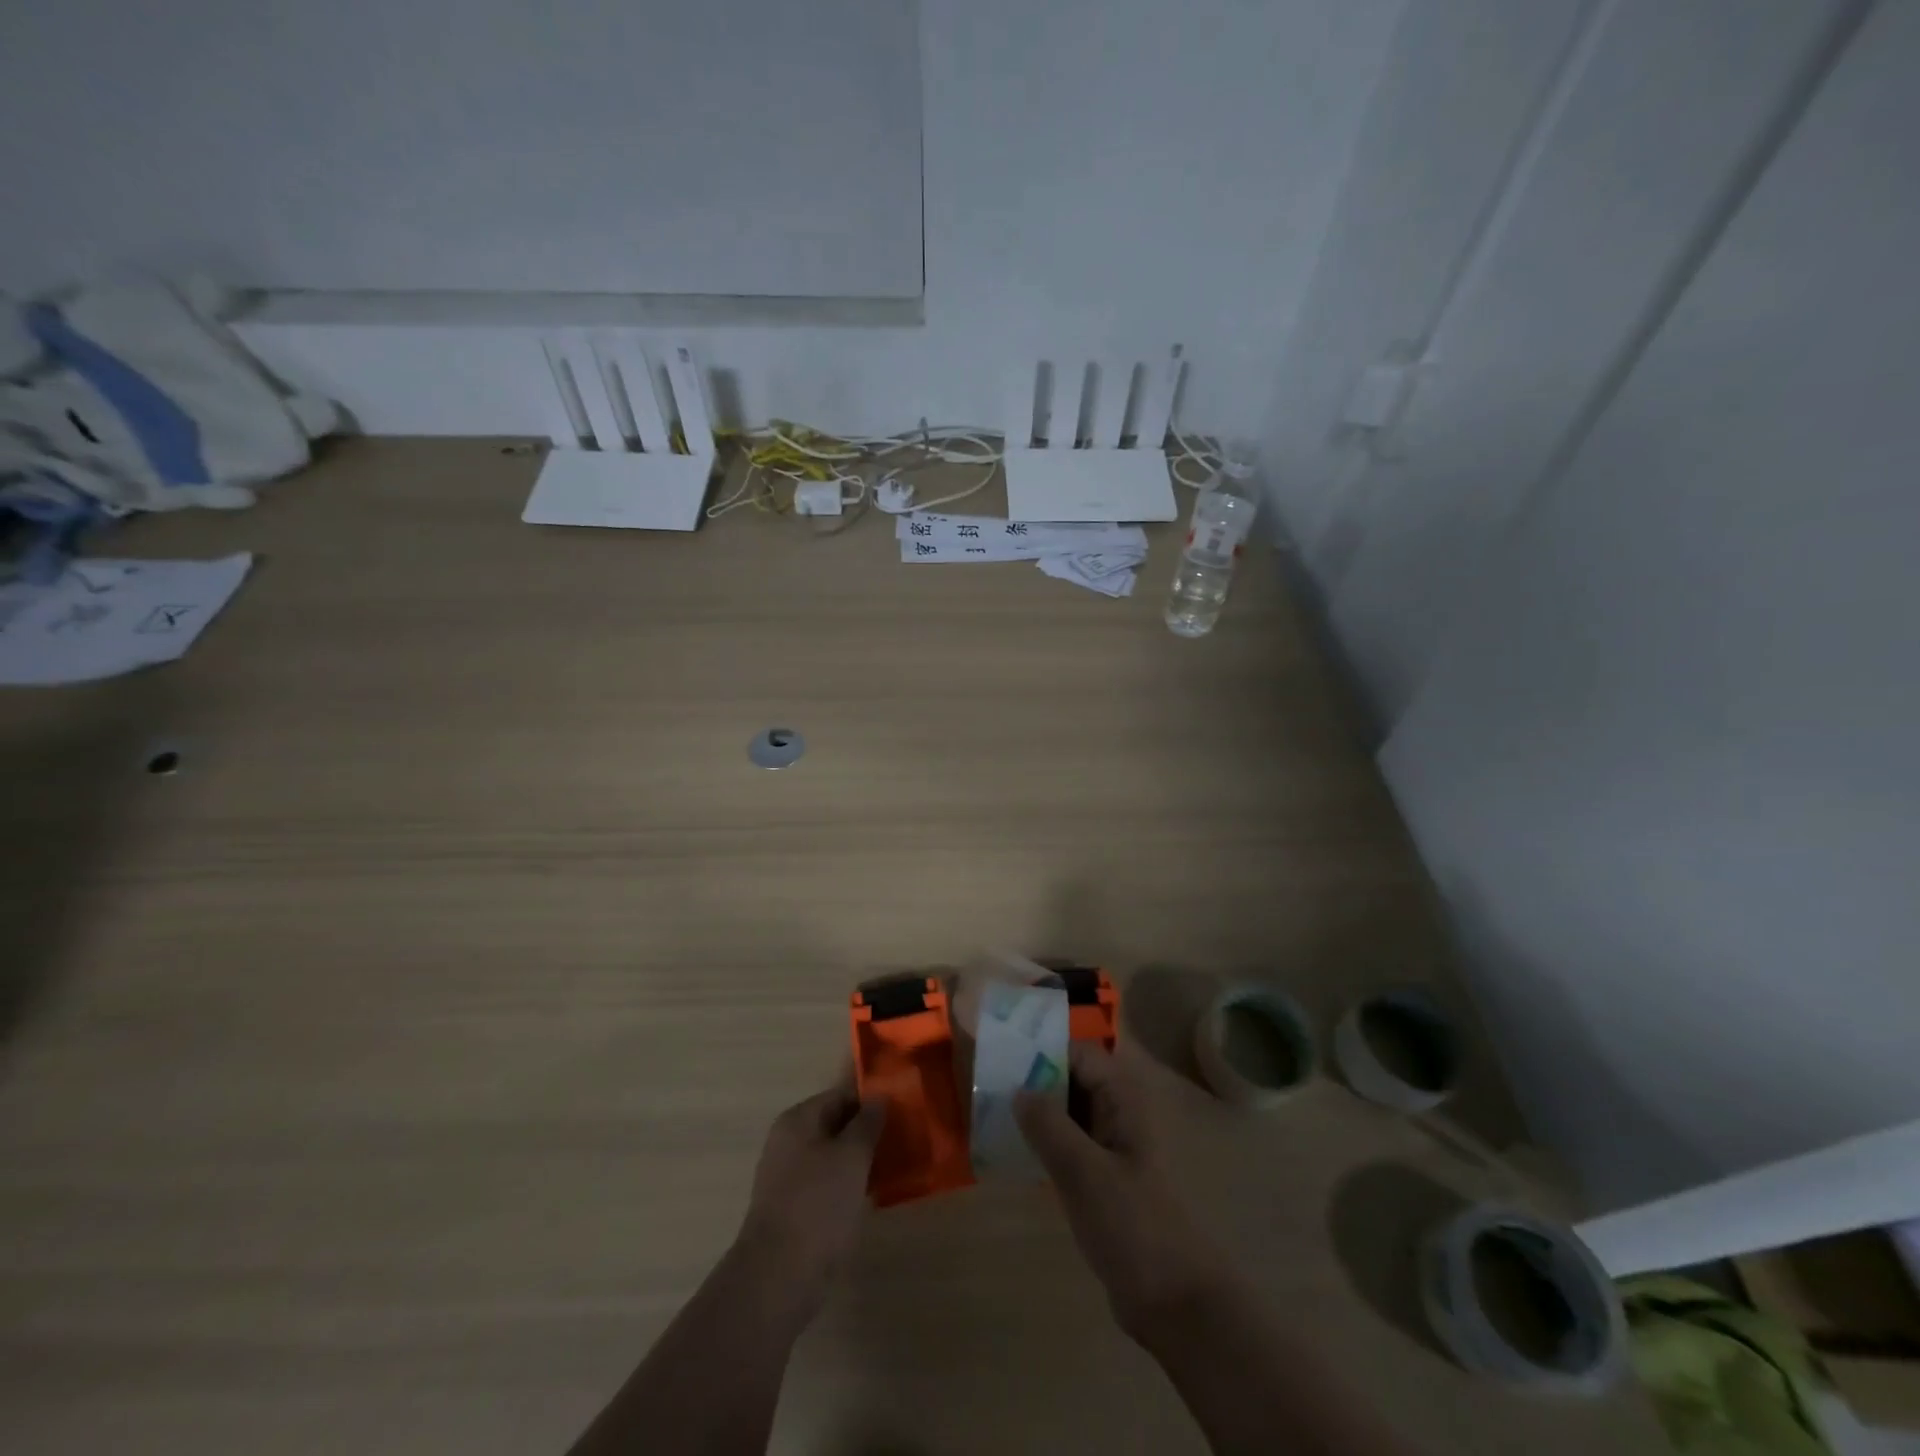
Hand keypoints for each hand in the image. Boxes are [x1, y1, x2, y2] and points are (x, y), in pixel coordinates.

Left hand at [735, 1074, 886, 1315]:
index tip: (903, 1108)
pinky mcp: (795, 1209)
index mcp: (798, 1120)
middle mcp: (790, 1142)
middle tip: (905, 1137)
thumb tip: (879, 1097)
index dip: (872, 1099)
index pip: (841, 1095)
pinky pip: (829, 1184)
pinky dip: (850, 1184)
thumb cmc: (818, 1204)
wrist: (778, 1277)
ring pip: (835, 1156)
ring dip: (862, 1159)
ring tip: (897, 1164)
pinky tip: (875, 1194)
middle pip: (837, 1124)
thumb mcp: (852, 1156)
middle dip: (869, 1131)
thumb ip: (867, 1123)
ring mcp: (790, 1177)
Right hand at [1016, 1043, 1230, 1342]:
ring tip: (992, 1117)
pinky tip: (1015, 1153)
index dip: (1040, 1053)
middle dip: (1034, 1082)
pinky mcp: (1107, 1178)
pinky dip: (1047, 1143)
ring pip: (1070, 1113)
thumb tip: (1017, 1089)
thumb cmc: (1134, 1226)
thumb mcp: (1083, 1172)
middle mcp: (1121, 1113)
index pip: (1078, 1054)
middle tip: (987, 1090)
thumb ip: (1048, 1124)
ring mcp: (1116, 1146)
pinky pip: (1072, 1145)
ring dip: (1038, 1114)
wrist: (1178, 1305)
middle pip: (1073, 1079)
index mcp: (1125, 1099)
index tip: (1000, 1062)